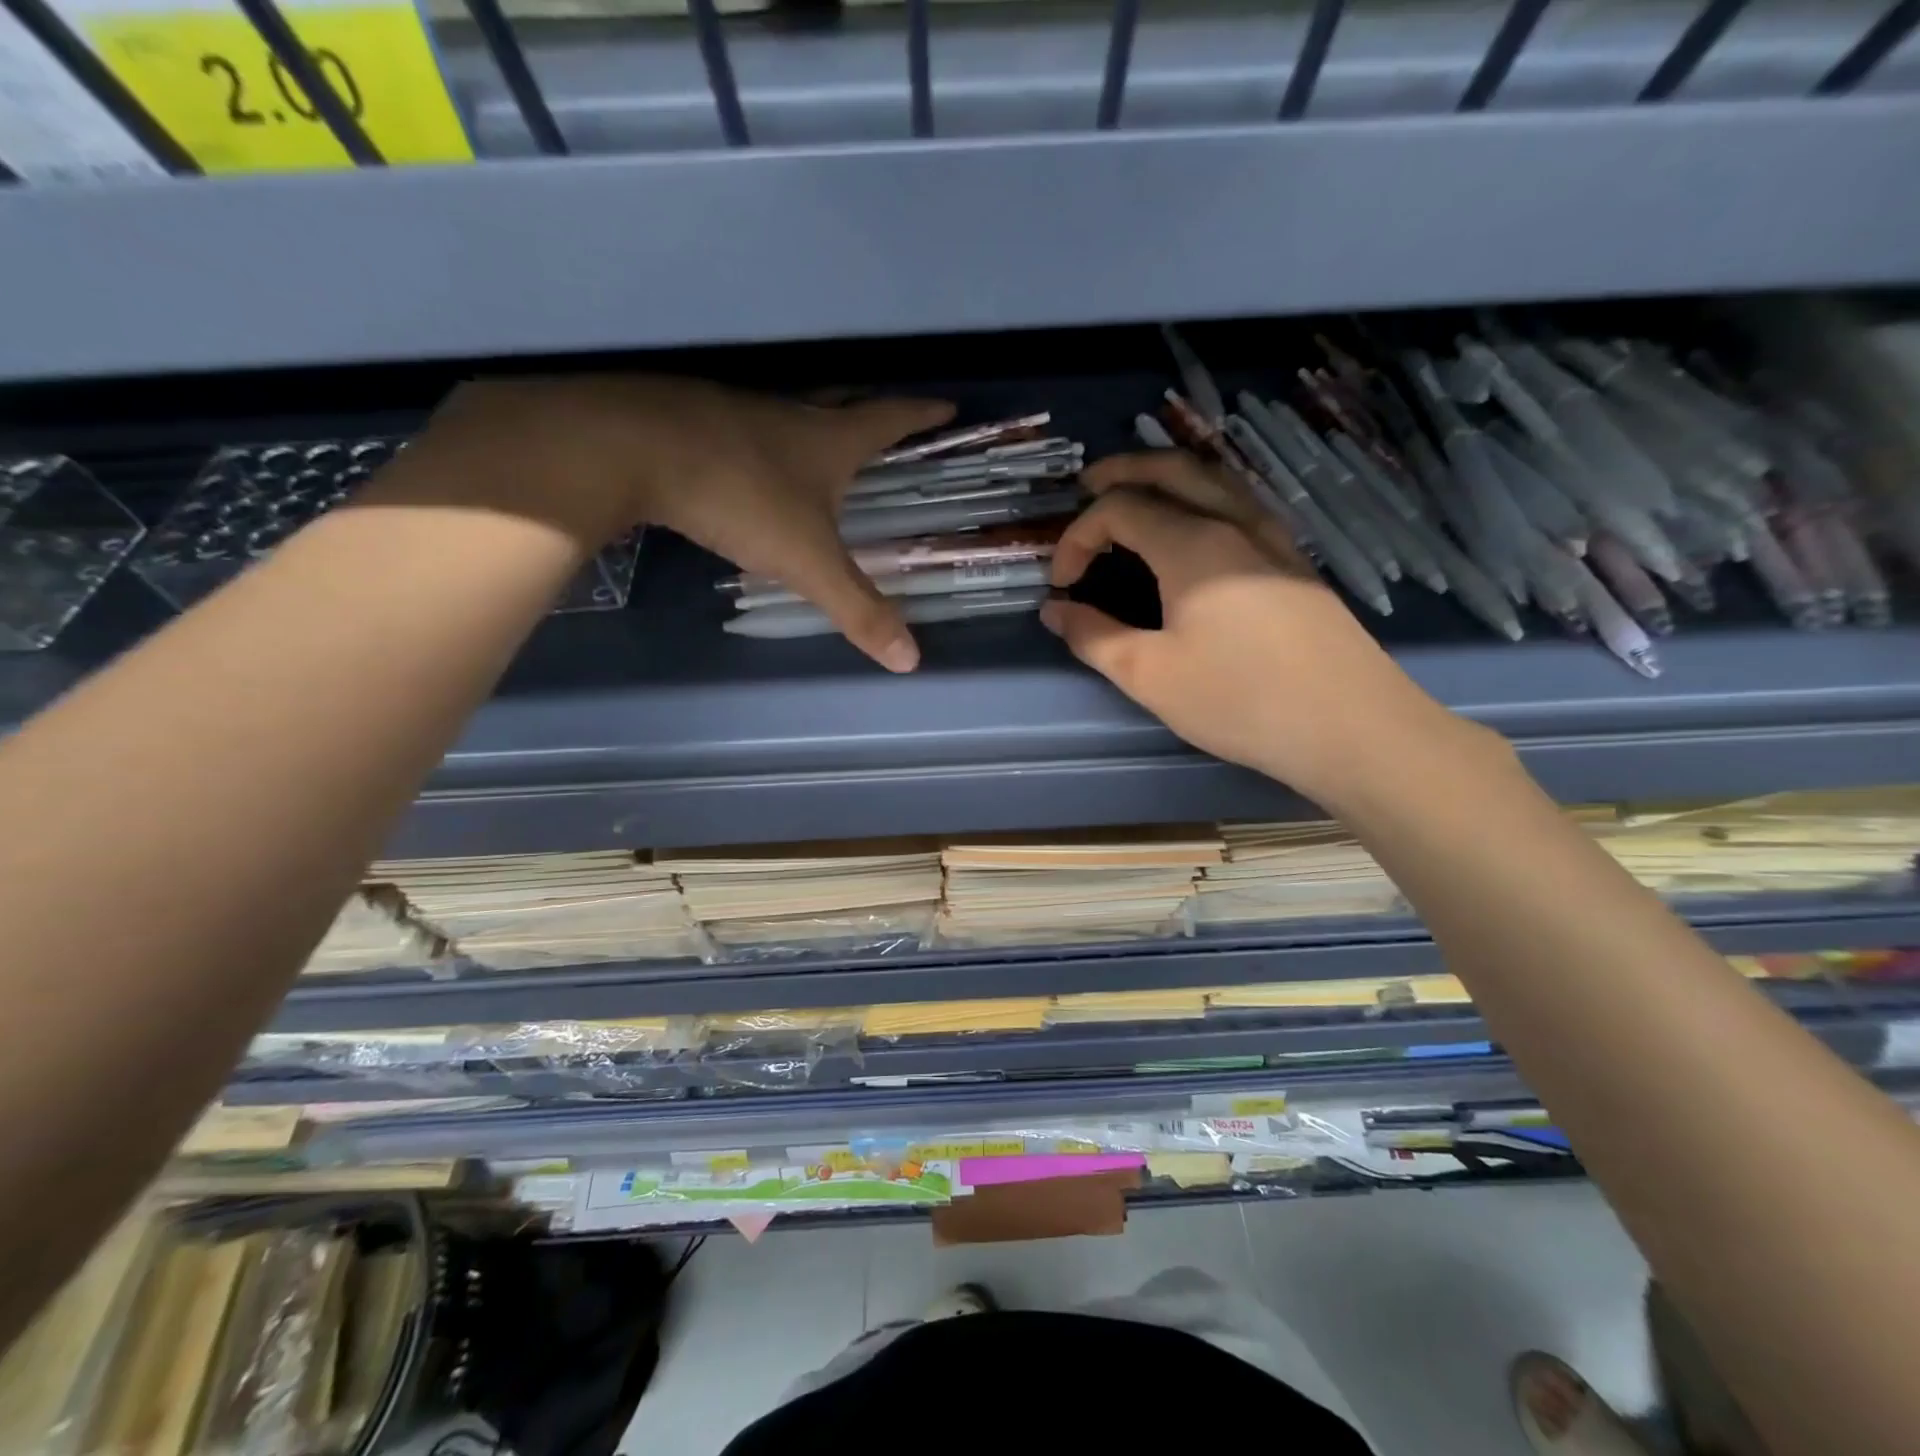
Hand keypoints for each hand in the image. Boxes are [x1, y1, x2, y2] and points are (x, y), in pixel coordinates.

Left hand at [418, 377, 954, 671]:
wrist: (632, 449)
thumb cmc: (740, 498)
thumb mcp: (808, 563)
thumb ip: (858, 610)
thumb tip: (911, 660)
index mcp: (830, 439)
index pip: (890, 419)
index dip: (922, 414)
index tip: (948, 406)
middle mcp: (790, 414)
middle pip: (844, 401)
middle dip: (872, 409)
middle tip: (891, 416)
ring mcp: (739, 411)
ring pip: (792, 411)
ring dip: (816, 420)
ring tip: (827, 442)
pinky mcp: (694, 420)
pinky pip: (746, 425)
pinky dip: (765, 438)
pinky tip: (754, 461)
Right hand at [1041, 451, 1457, 802]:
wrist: (1351, 727)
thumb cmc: (1240, 700)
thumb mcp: (1150, 675)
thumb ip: (1095, 636)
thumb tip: (1056, 610)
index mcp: (1193, 545)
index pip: (1120, 509)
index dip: (1078, 537)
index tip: (1061, 584)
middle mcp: (1236, 524)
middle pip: (1173, 469)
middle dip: (1124, 470)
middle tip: (1087, 485)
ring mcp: (1274, 539)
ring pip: (1215, 480)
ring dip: (1168, 477)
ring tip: (1138, 496)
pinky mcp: (1295, 563)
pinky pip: (1240, 506)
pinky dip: (1203, 498)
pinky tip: (1195, 531)